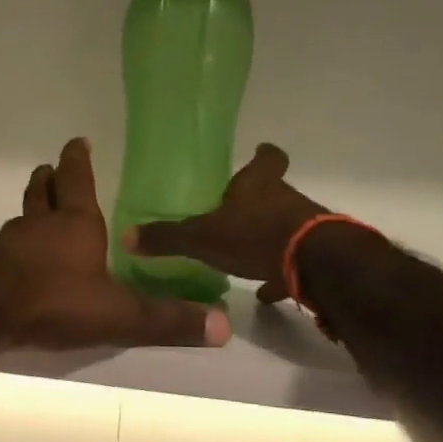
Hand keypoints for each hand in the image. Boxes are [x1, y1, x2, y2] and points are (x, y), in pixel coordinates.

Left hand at [0, 138, 230, 350]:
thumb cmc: (54, 299)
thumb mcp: (118, 314)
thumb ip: (165, 320)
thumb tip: (223, 327)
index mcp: (75, 223)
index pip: (78, 181)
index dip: (78, 160)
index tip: (77, 142)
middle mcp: (39, 225)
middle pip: (42, 192)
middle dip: (49, 180)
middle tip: (50, 170)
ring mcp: (8, 244)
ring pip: (21, 218)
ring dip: (30, 210)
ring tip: (35, 213)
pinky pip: (3, 248)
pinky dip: (13, 247)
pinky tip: (15, 261)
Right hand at [124, 143, 327, 303]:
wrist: (314, 265)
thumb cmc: (254, 236)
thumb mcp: (201, 238)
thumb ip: (166, 237)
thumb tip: (127, 236)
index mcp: (258, 185)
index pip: (267, 159)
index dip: (263, 155)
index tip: (260, 151)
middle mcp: (284, 199)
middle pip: (274, 192)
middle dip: (256, 201)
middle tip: (234, 212)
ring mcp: (304, 227)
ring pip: (283, 225)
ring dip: (266, 236)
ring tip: (244, 255)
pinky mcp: (315, 256)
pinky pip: (293, 261)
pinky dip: (280, 272)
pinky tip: (265, 290)